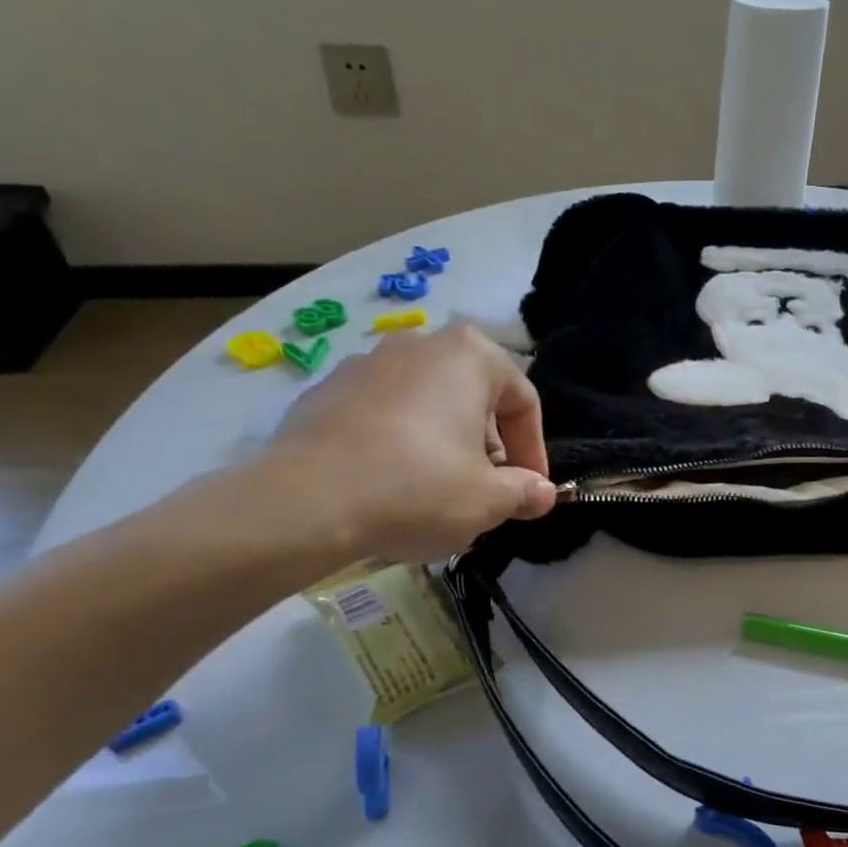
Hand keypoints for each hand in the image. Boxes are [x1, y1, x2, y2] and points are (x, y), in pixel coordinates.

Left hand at [238, 323, 556, 569]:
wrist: (305, 502)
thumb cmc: (418, 489)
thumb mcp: (488, 500)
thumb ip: (524, 491)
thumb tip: (542, 493)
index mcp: (469, 356)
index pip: (523, 401)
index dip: (534, 450)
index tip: (530, 490)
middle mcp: (420, 344)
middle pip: (474, 397)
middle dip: (488, 446)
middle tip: (486, 491)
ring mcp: (366, 363)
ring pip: (427, 404)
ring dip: (444, 443)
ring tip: (437, 491)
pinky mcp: (326, 391)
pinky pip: (382, 415)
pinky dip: (399, 443)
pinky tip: (390, 484)